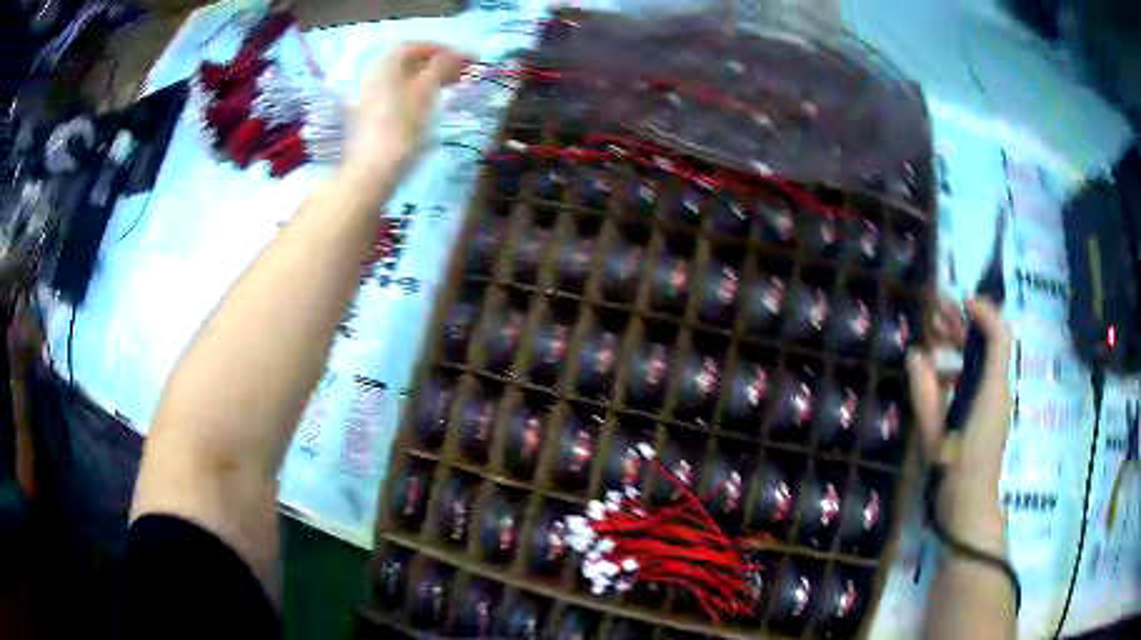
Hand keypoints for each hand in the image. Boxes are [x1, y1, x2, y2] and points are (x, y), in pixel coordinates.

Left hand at [342, 43, 467, 181]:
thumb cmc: (400, 131)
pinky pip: (399, 96)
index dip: (440, 49)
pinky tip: (432, 105)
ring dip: (430, 79)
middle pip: (408, 64)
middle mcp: (374, 79)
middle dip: (437, 64)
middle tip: (464, 72)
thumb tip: (451, 54)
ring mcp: (371, 100)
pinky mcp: (373, 119)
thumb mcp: (425, 94)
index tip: (464, 58)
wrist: (371, 174)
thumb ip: (439, 69)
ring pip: (404, 81)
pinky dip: (419, 94)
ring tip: (453, 87)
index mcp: (384, 68)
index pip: (413, 47)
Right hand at [907, 297, 1012, 551]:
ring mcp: (992, 403)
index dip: (983, 311)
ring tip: (929, 338)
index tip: (958, 301)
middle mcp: (996, 390)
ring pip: (980, 360)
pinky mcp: (985, 415)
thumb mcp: (935, 435)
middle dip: (963, 322)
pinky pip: (974, 380)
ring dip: (957, 345)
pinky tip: (933, 377)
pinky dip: (956, 371)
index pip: (998, 335)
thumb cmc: (954, 473)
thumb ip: (926, 393)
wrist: (968, 510)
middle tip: (935, 309)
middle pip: (988, 342)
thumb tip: (915, 354)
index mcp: (991, 390)